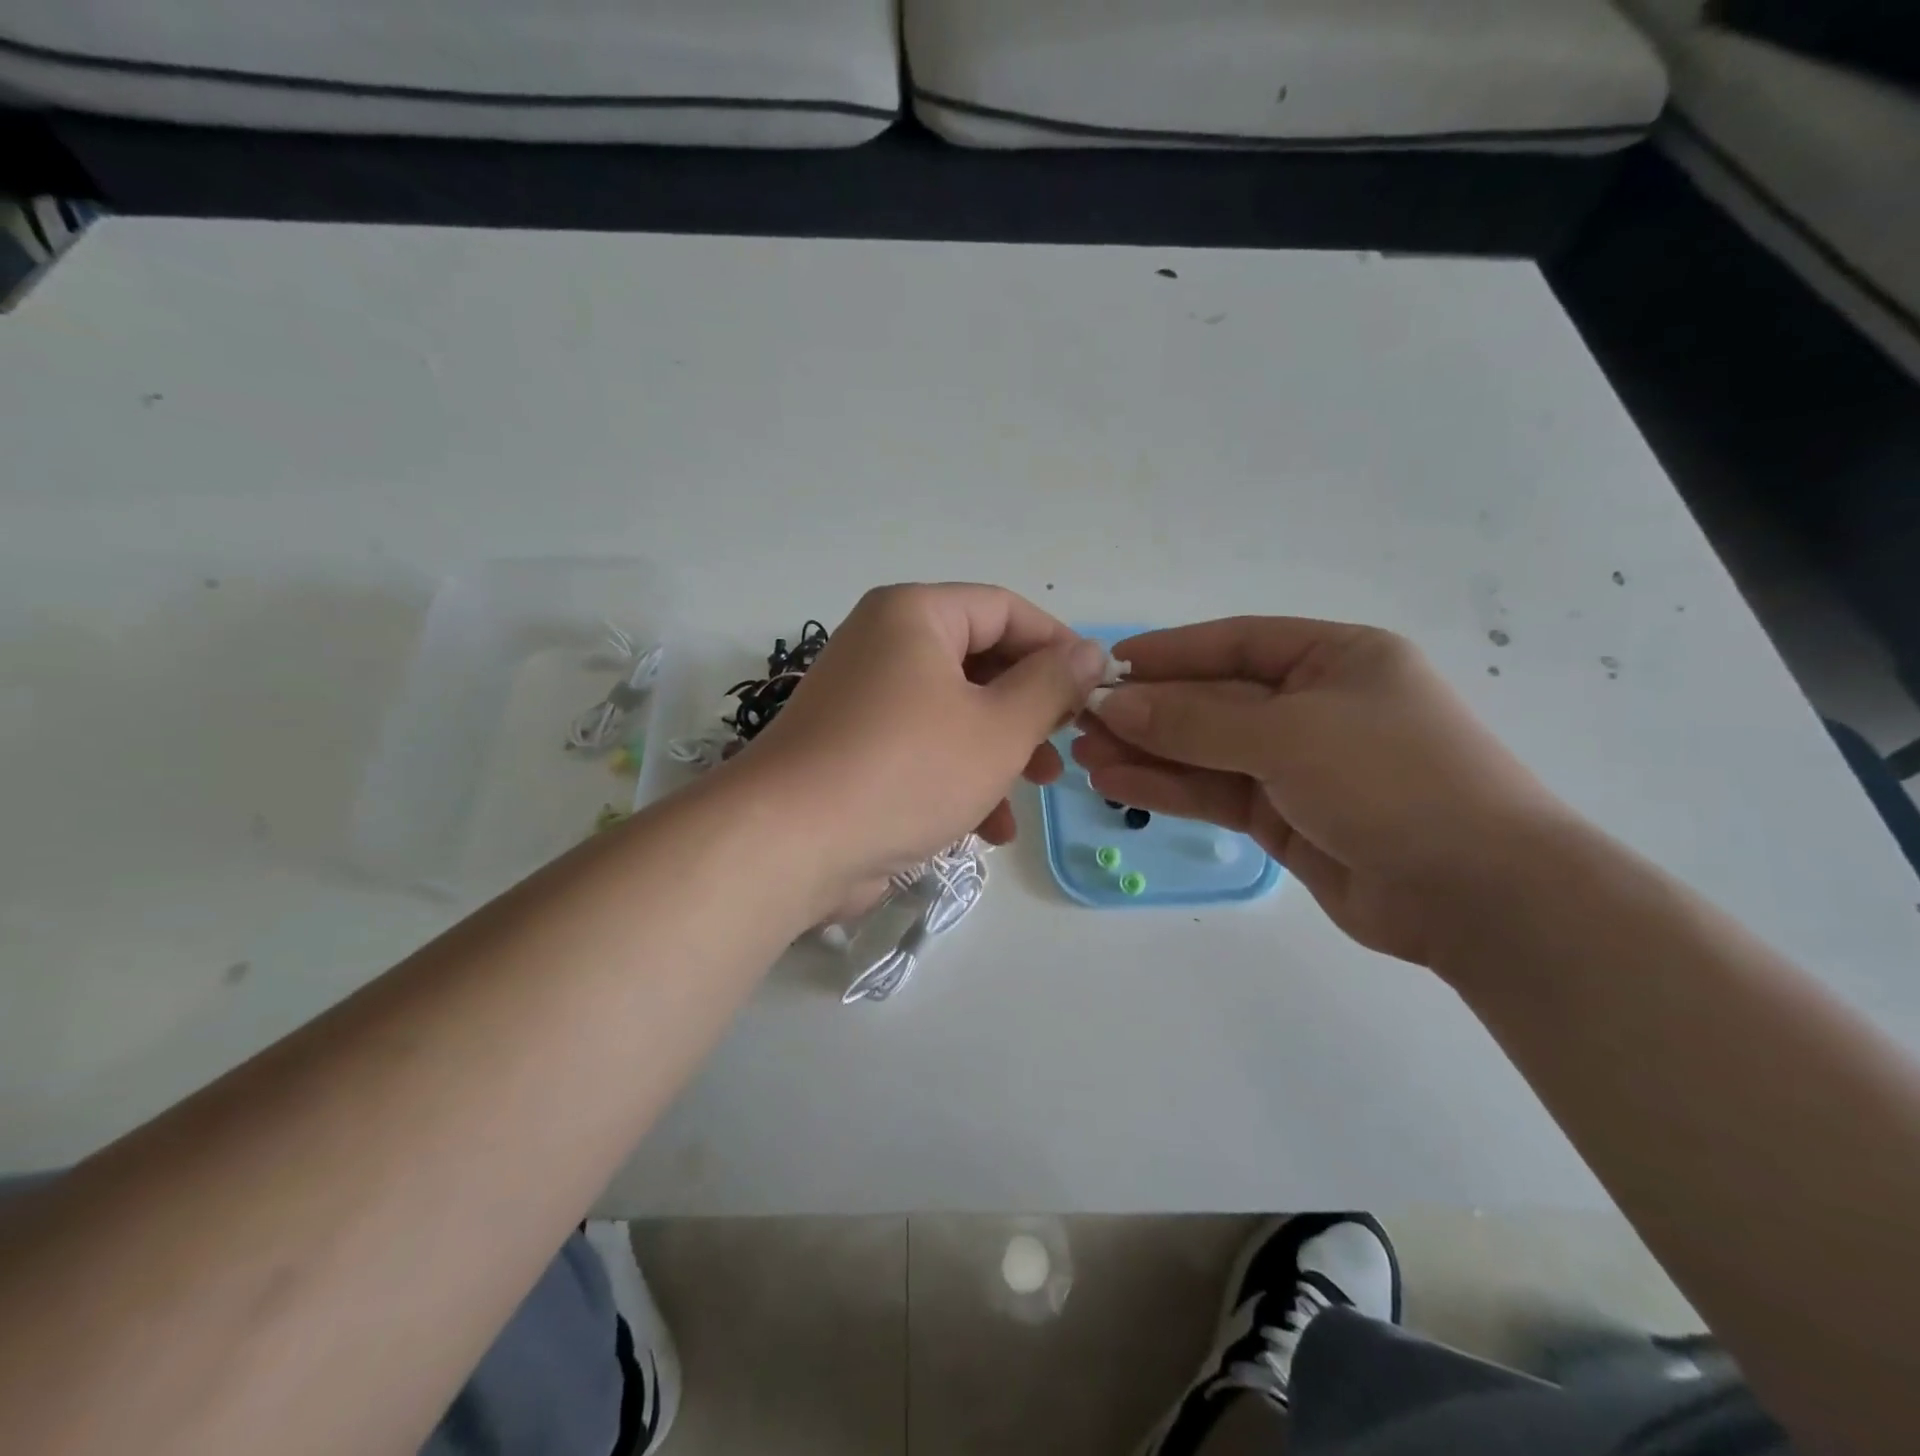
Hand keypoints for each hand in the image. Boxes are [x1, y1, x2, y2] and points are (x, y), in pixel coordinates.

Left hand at [734, 584, 1107, 917]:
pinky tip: (989, 828)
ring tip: (1039, 789)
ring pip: (954, 712)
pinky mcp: (853, 750)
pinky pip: (921, 749)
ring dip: (1001, 752)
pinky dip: (959, 779)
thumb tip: (1089, 651)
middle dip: (1030, 709)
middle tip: (1066, 744)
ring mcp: (863, 700)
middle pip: (979, 662)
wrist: (789, 845)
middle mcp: (884, 645)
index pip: (1004, 609)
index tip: (1094, 688)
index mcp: (914, 616)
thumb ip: (1051, 685)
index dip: (1057, 645)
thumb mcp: (999, 728)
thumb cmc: (907, 770)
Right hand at [1072, 617, 1571, 964]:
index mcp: (1335, 659)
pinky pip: (1216, 791)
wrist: (1478, 894)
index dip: (1170, 652)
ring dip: (1148, 752)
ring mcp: (1299, 765)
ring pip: (1207, 750)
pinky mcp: (1285, 817)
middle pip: (1214, 699)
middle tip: (1081, 720)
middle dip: (1149, 710)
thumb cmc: (1393, 780)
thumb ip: (1195, 720)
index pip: (1236, 642)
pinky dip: (1168, 787)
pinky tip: (1117, 783)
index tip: (1108, 664)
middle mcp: (1315, 705)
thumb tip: (1114, 702)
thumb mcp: (1290, 734)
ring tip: (1084, 755)